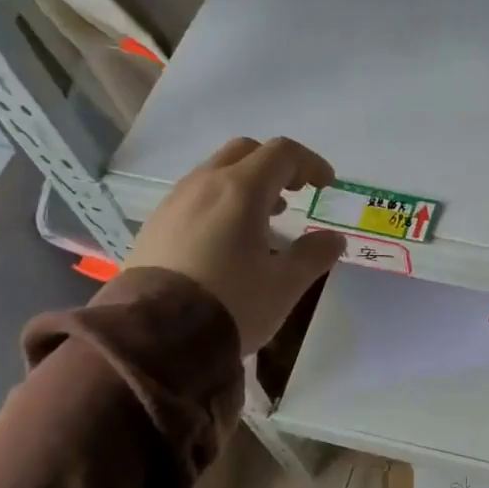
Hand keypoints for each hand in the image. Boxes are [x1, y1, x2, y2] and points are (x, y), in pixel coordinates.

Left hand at [126, 136, 344, 353]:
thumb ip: (314, 255)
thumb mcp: (285, 284)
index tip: (326, 186)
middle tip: (294, 193)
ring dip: (246, 185)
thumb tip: (333, 238)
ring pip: (215, 173)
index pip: (282, 154)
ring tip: (263, 220)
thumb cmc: (231, 303)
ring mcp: (174, 202)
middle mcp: (204, 184)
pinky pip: (194, 197)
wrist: (155, 335)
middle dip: (275, 166)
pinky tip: (227, 240)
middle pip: (245, 152)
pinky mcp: (155, 225)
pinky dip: (220, 204)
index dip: (310, 164)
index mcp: (241, 190)